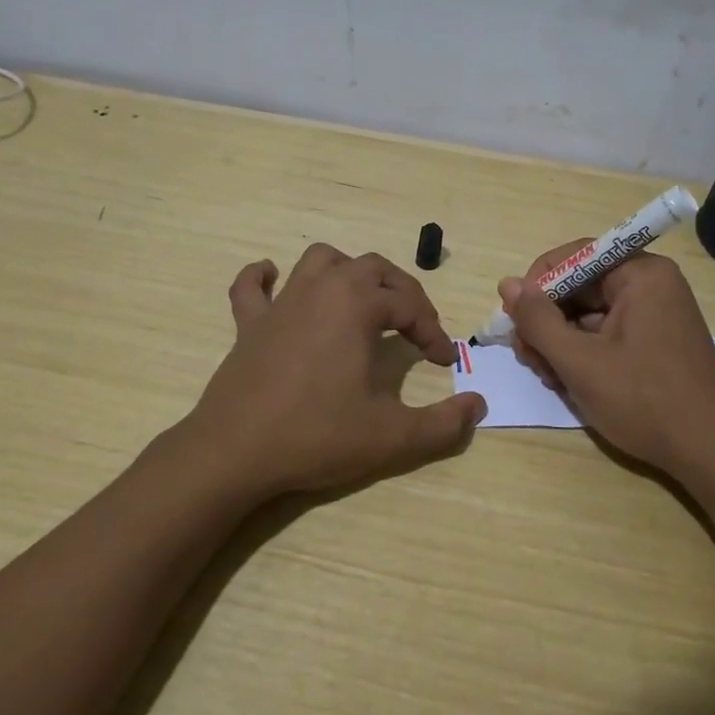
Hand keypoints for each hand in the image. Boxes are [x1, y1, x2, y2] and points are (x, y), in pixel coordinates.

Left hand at [181, 244, 485, 497]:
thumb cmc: (317, 436)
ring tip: (361, 300)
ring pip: (320, 261)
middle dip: (401, 292)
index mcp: (356, 305)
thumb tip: (478, 406)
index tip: (443, 362)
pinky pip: (251, 287)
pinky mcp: (248, 324)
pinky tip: (272, 280)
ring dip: (347, 272)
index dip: (432, 331)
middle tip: (414, 328)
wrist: (235, 453)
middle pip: (372, 269)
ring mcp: (280, 304)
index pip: (409, 305)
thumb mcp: (392, 437)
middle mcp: (321, 290)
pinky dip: (263, 278)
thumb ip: (443, 424)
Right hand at [499, 244, 714, 479]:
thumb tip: (507, 284)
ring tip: (550, 378)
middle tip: (529, 359)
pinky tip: (570, 382)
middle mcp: (651, 284)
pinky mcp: (655, 340)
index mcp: (641, 274)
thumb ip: (537, 320)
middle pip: (579, 286)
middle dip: (547, 321)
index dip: (537, 284)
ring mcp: (656, 313)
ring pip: (588, 313)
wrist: (711, 455)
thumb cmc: (644, 401)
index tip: (516, 322)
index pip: (573, 256)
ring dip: (560, 341)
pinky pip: (606, 332)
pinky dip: (583, 352)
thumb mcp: (579, 361)